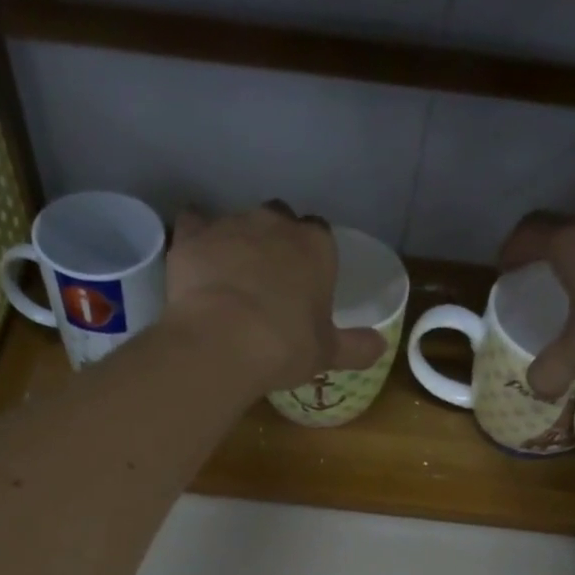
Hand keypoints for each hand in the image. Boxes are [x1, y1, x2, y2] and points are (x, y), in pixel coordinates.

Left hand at [167, 203, 386, 391]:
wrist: (222, 341)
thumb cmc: (285, 346)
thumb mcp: (328, 353)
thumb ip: (356, 347)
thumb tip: (380, 346)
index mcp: (316, 246)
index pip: (321, 237)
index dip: (312, 260)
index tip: (306, 287)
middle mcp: (276, 222)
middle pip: (280, 221)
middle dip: (276, 244)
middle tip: (270, 283)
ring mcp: (232, 223)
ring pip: (239, 223)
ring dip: (238, 244)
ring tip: (232, 282)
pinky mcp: (193, 234)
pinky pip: (195, 223)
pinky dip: (198, 238)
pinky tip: (197, 260)